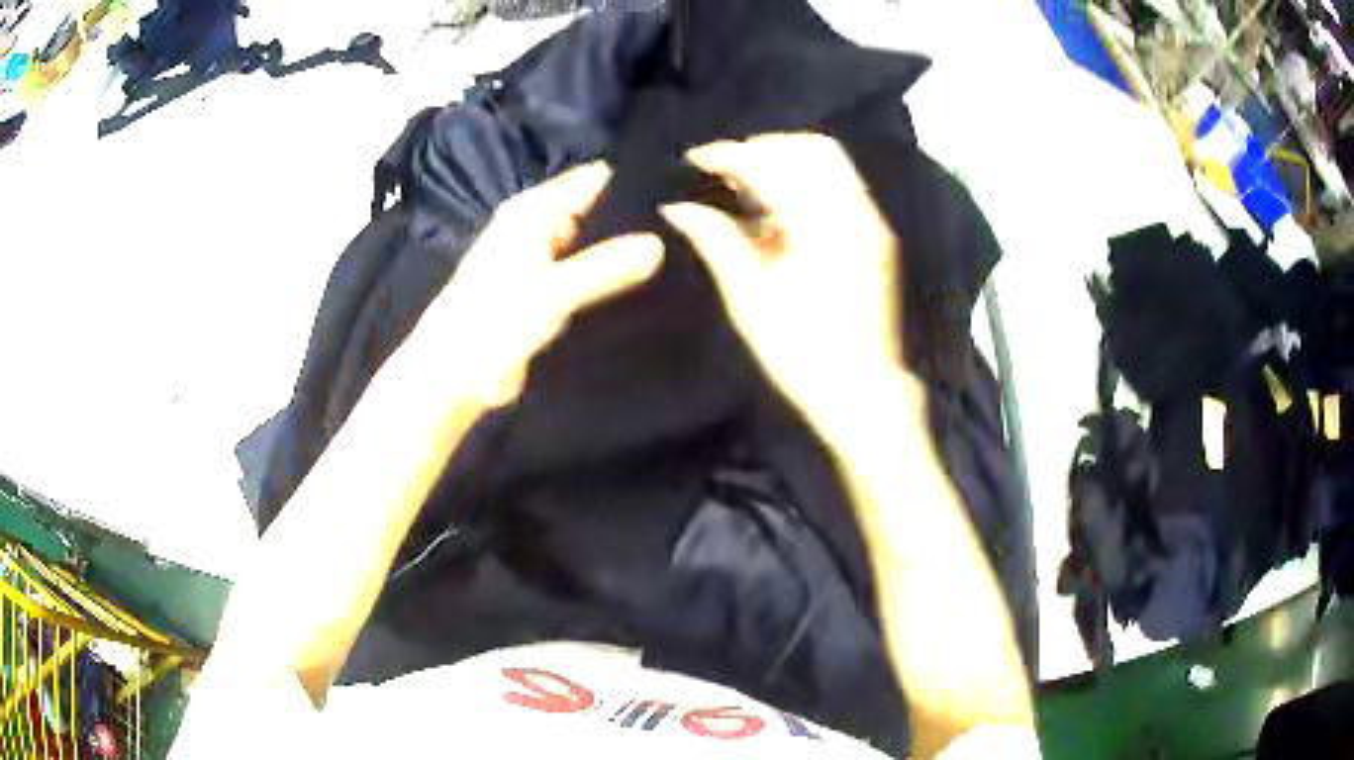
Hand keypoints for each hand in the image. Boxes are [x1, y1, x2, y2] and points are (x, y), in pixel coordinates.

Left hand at [421, 162, 662, 409]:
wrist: (454, 374)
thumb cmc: (493, 323)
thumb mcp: (553, 292)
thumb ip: (605, 268)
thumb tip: (660, 244)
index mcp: (534, 211)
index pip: (595, 179)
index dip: (635, 184)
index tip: (681, 197)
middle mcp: (540, 227)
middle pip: (598, 211)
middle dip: (636, 222)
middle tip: (689, 234)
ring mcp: (544, 259)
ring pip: (595, 246)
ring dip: (625, 254)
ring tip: (681, 260)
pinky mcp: (547, 290)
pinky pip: (588, 275)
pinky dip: (611, 280)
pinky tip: (649, 289)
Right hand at [660, 133, 912, 427]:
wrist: (862, 393)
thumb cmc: (801, 355)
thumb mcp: (750, 300)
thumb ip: (716, 241)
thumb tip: (677, 208)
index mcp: (822, 229)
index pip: (772, 166)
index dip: (729, 155)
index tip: (694, 158)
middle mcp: (855, 214)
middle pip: (809, 148)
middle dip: (761, 148)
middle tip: (723, 170)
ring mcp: (872, 223)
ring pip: (829, 162)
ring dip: (785, 159)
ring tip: (747, 185)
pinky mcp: (877, 235)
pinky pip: (841, 184)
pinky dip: (806, 179)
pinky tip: (778, 207)